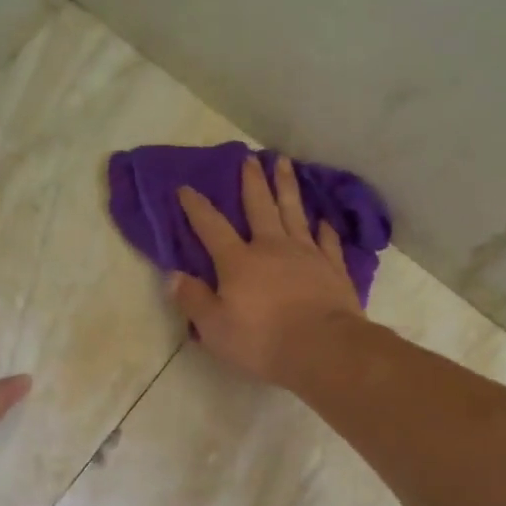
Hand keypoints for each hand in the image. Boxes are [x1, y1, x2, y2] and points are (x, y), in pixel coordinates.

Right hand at [171, 155, 363, 385]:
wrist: (321, 347)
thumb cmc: (261, 340)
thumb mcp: (214, 327)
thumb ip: (193, 300)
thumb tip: (173, 276)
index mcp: (238, 261)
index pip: (211, 227)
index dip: (196, 207)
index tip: (186, 188)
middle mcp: (271, 247)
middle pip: (259, 207)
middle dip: (252, 182)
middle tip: (249, 158)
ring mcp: (306, 254)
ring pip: (294, 212)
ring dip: (287, 187)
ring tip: (284, 164)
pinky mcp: (332, 268)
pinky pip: (327, 241)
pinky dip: (324, 229)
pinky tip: (323, 220)